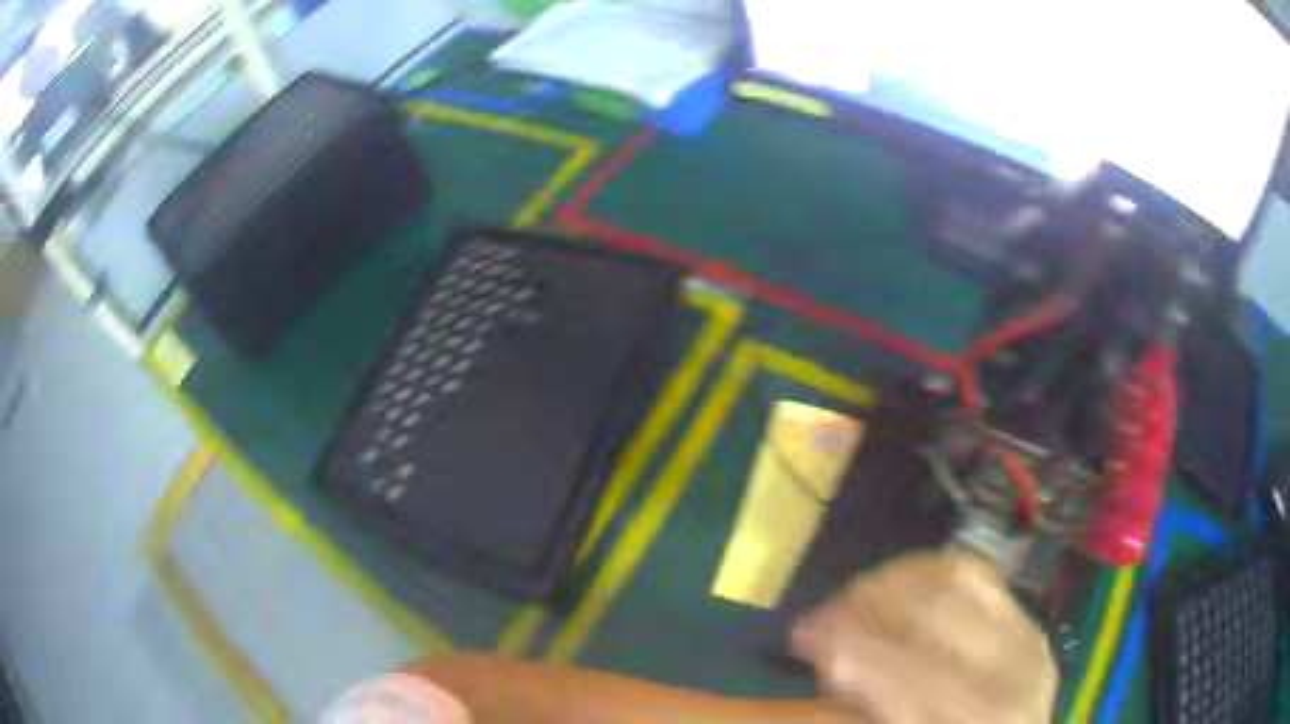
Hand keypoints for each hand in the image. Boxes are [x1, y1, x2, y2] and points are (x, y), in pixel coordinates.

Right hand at [791, 550, 1056, 723]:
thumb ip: (863, 712)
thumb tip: (833, 661)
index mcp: (981, 718)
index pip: (911, 670)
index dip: (850, 647)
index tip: (802, 636)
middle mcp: (1017, 668)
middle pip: (937, 609)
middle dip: (864, 604)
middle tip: (818, 620)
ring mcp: (1028, 635)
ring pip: (957, 577)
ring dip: (891, 581)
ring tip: (851, 601)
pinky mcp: (1025, 619)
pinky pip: (976, 574)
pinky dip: (927, 574)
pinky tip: (894, 591)